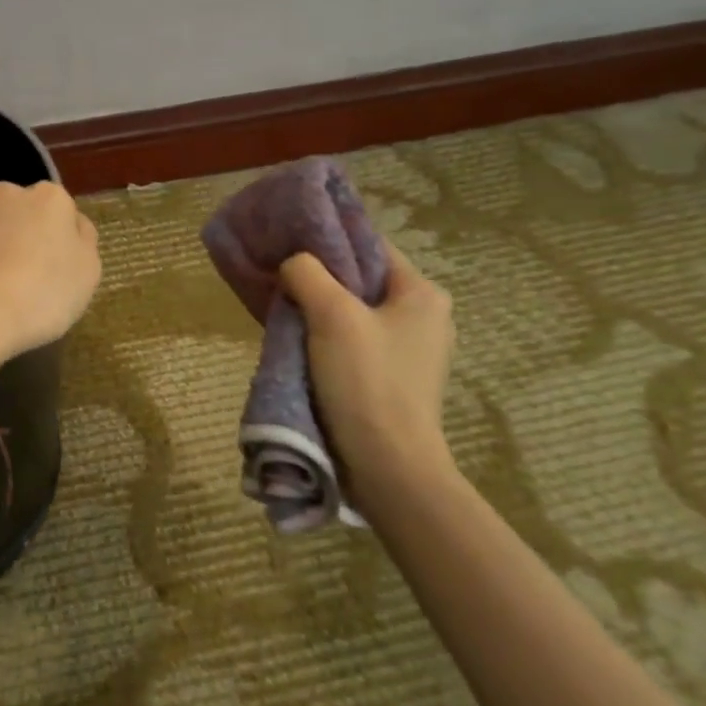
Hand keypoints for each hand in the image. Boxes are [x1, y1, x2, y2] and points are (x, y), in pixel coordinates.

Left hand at [0, 181, 100, 363]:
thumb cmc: (43, 294)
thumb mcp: (88, 272)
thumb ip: (83, 240)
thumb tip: (73, 226)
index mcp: (47, 198)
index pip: (61, 210)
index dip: (62, 239)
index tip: (61, 268)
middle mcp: (3, 195)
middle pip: (20, 213)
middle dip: (23, 234)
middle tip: (29, 276)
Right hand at [279, 238, 456, 507]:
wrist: (388, 466)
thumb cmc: (366, 381)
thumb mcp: (331, 315)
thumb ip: (307, 274)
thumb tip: (292, 264)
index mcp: (422, 293)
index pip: (370, 246)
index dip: (328, 239)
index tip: (289, 242)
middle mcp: (424, 316)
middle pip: (360, 279)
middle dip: (318, 278)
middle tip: (280, 280)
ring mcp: (411, 349)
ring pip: (354, 311)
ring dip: (318, 310)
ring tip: (284, 311)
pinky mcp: (394, 377)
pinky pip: (354, 341)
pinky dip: (326, 337)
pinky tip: (300, 343)